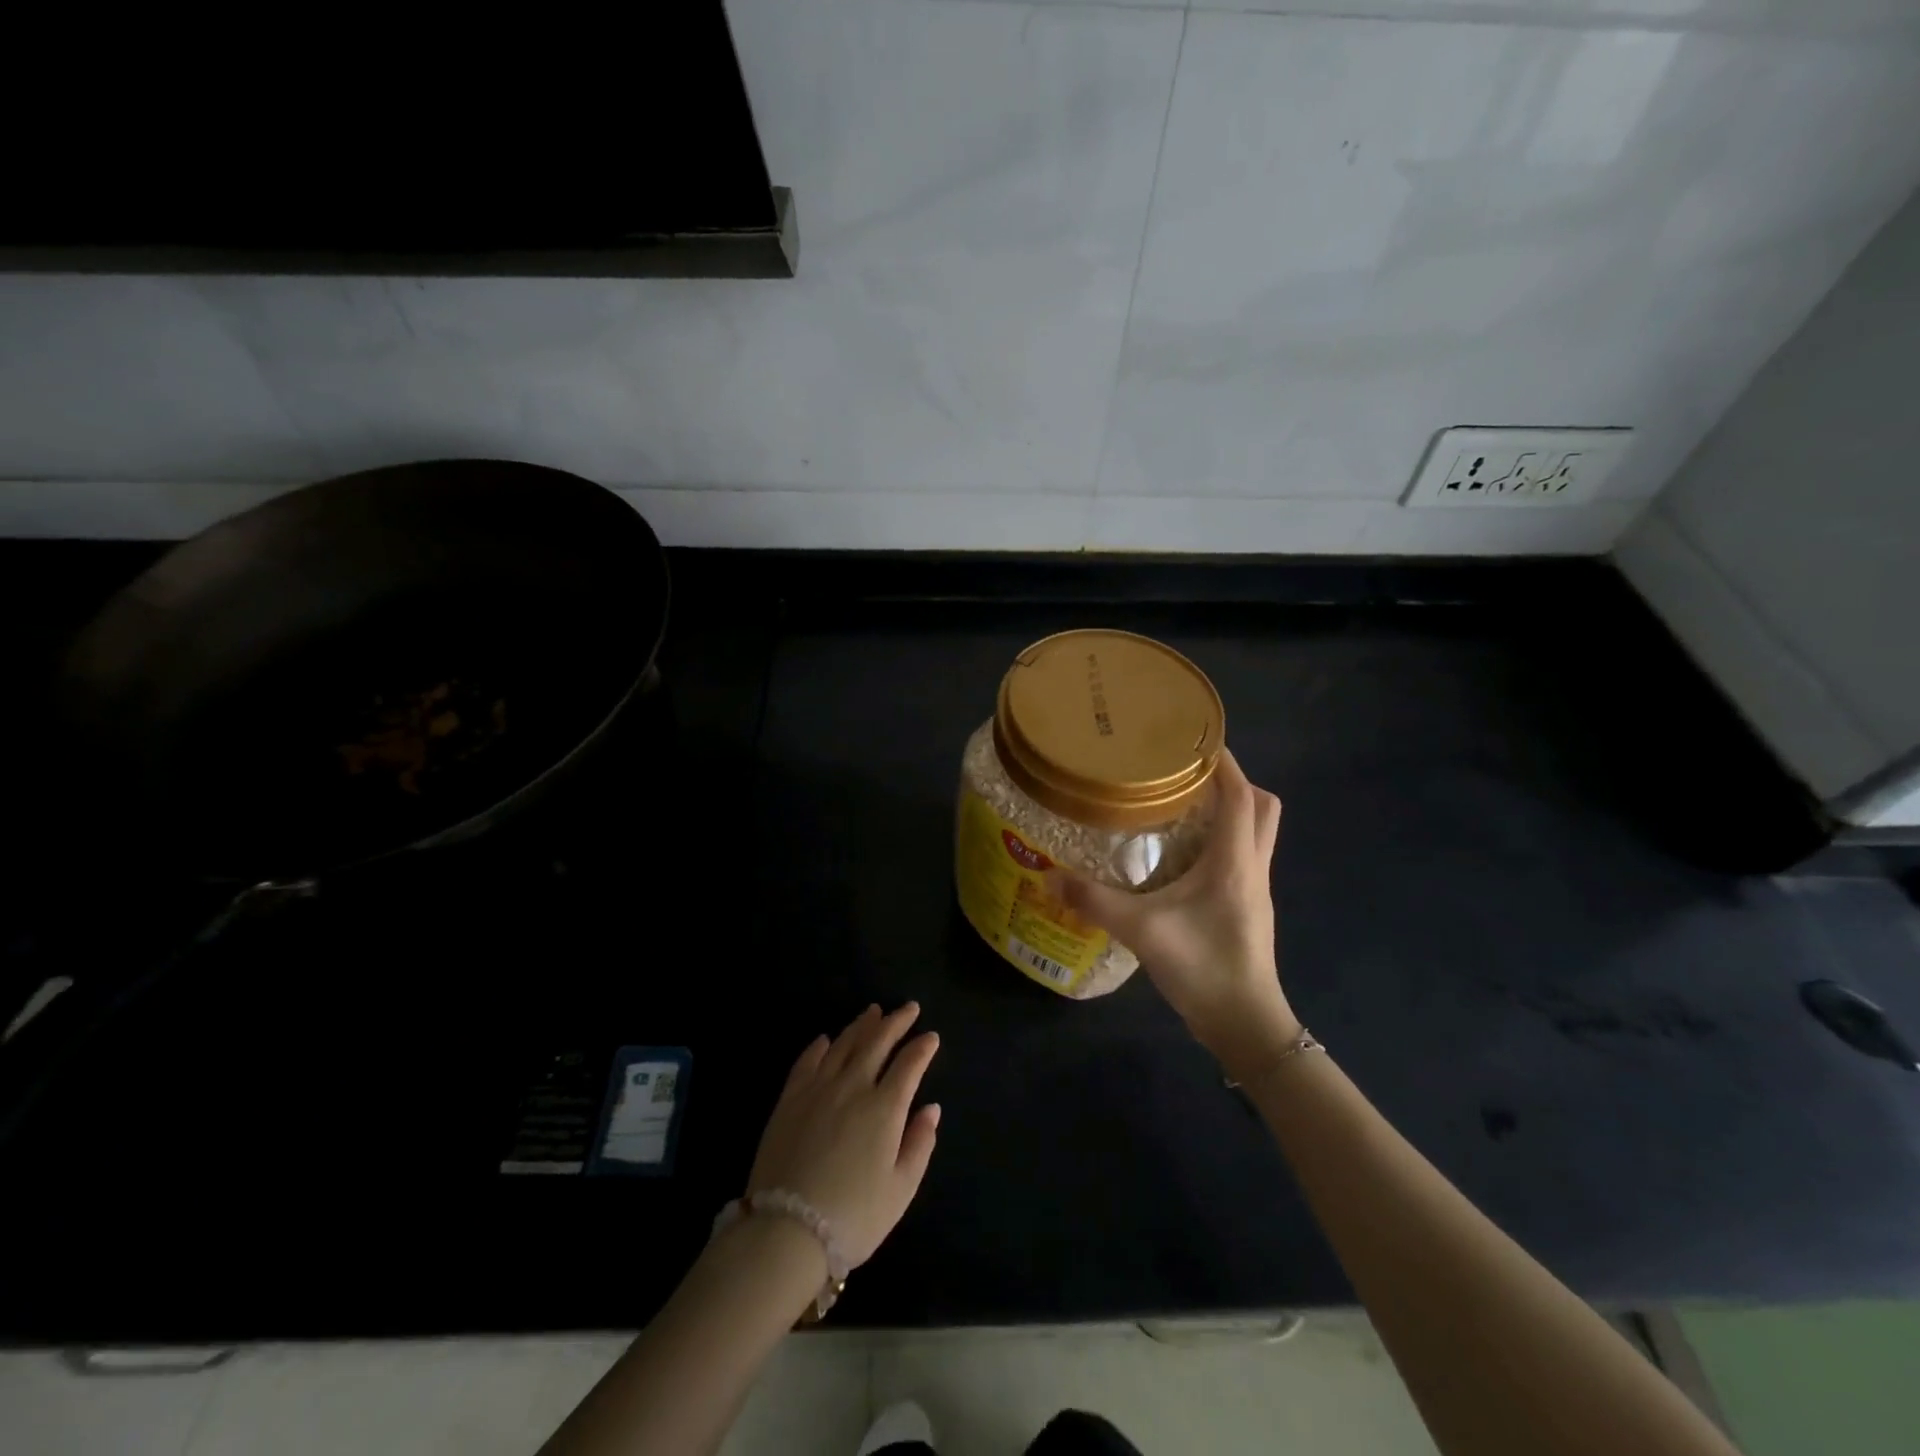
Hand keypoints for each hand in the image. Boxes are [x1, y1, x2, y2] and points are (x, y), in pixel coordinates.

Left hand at [746, 1003, 941, 1268]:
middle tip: (909, 1008)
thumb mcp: (901, 1189)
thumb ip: (920, 1144)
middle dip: (896, 1022)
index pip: (909, 1064)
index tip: (932, 1037)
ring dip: (862, 1025)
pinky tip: (826, 1039)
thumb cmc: (853, 1216)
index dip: (923, 1048)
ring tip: (873, 1011)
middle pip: (877, 1042)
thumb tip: (932, 1108)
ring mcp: (818, 1089)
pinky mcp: (789, 1100)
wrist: (786, 1232)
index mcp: (885, 1108)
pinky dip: (819, 1046)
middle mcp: (853, 1087)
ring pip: (844, 1045)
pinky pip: (807, 1061)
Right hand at [1048, 749, 1297, 1076]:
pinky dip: (1222, 840)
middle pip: (1261, 807)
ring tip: (1182, 806)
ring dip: (1230, 811)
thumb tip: (1047, 876)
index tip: (1194, 740)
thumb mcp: (1141, 930)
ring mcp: (1255, 889)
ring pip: (1256, 832)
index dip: (1223, 763)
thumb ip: (1094, 901)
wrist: (1245, 1025)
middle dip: (1233, 783)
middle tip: (1187, 775)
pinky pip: (1243, 856)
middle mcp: (1252, 866)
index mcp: (1234, 860)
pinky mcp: (1249, 907)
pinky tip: (1183, 855)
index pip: (1240, 795)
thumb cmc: (1203, 967)